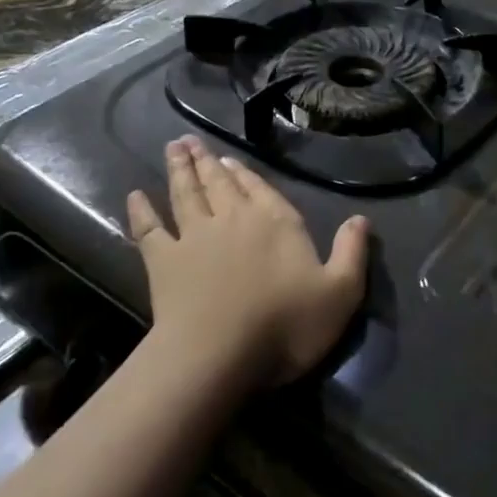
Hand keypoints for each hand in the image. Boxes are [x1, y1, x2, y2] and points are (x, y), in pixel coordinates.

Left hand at [127, 136, 368, 388]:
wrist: (218, 354)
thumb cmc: (285, 325)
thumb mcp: (340, 292)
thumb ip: (352, 252)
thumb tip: (361, 218)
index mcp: (276, 222)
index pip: (261, 189)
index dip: (245, 174)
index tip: (228, 159)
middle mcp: (234, 219)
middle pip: (219, 183)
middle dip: (206, 161)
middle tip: (191, 141)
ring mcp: (195, 237)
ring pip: (186, 194)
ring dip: (180, 170)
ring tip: (173, 148)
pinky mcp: (163, 261)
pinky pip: (149, 228)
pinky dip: (141, 210)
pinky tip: (135, 195)